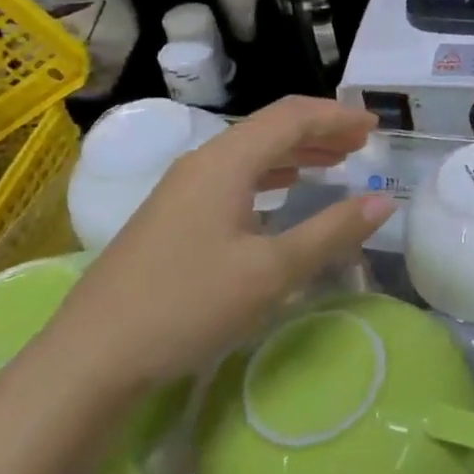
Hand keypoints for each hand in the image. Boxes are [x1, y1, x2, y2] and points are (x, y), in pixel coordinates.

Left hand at [40, 97, 394, 402]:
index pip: (291, 118)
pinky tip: (284, 193)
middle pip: (270, 129)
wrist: (90, 358)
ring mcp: (182, 190)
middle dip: (320, 130)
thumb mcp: (271, 272)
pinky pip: (235, 177)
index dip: (337, 116)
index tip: (376, 126)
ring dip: (297, 152)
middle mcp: (202, 163)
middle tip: (363, 142)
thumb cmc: (187, 306)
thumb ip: (331, 232)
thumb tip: (383, 202)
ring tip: (336, 162)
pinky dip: (271, 176)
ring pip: (251, 153)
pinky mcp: (173, 217)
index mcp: (225, 162)